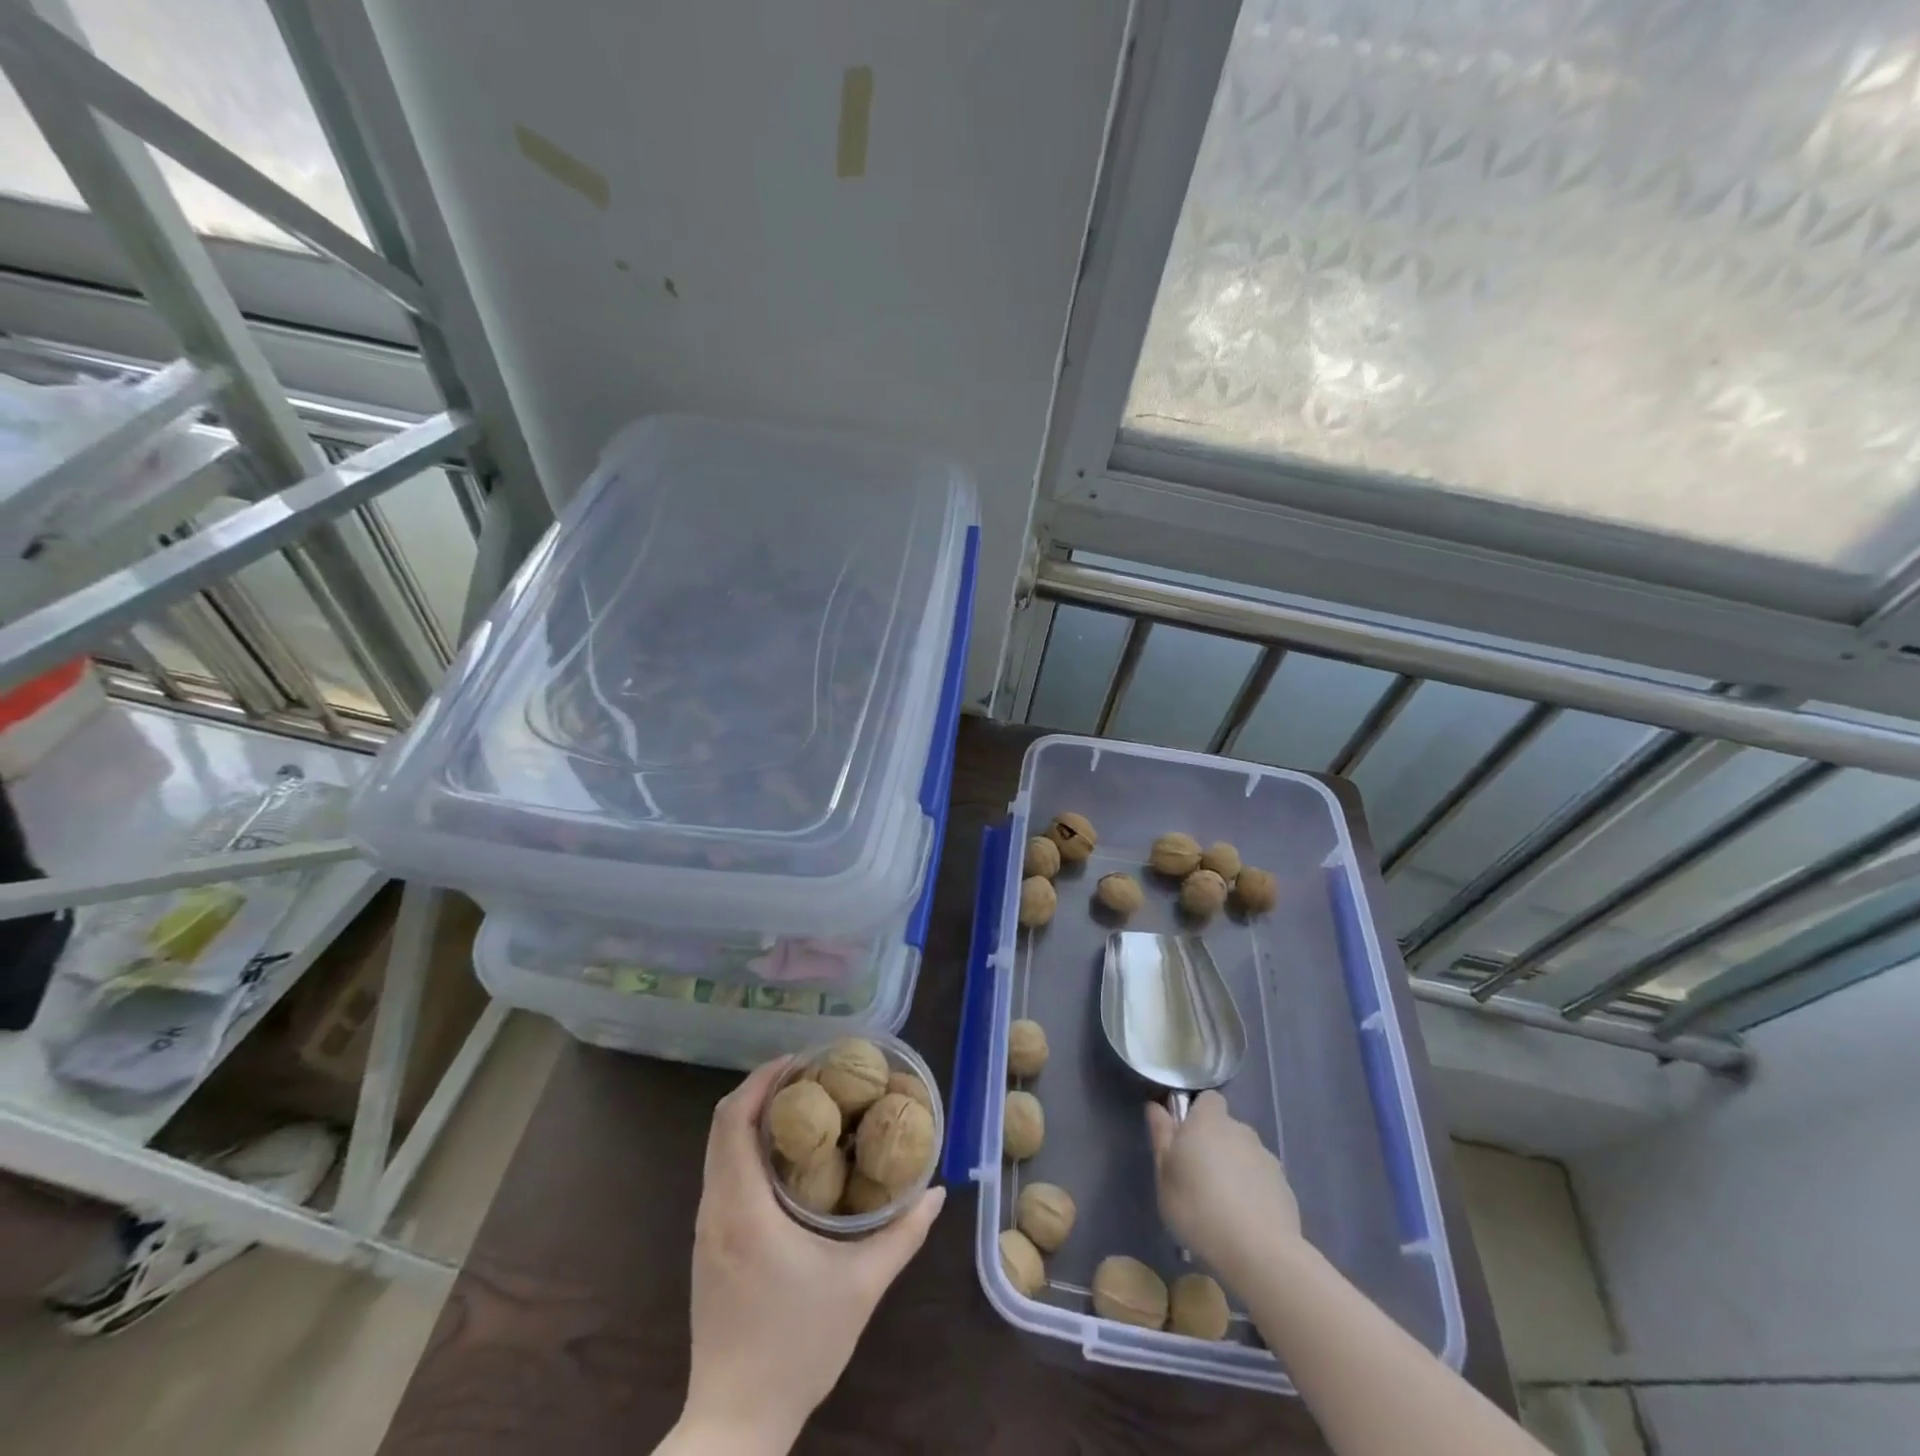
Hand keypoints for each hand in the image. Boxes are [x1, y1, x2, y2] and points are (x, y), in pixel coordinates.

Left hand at [678, 1057, 946, 1453]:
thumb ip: (903, 1235)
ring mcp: (705, 1229)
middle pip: (723, 1124)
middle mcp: (715, 1209)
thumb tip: (936, 1192)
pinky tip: (787, 1159)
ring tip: (804, 1107)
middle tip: (809, 1076)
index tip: (801, 1061)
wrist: (735, 1425)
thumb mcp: (861, 1287)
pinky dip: (747, 1148)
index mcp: (742, 1208)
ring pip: (719, 1149)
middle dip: (762, 1090)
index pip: (735, 1119)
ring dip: (754, 1118)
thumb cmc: (798, 1348)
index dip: (763, 1079)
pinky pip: (721, 1174)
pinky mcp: (707, 1247)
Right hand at [1146, 1091, 1300, 1283]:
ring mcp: (1267, 1159)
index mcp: (1209, 1121)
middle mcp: (1241, 1131)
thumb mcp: (1165, 1175)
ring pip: (1245, 1155)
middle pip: (1226, 1128)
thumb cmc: (1199, 1209)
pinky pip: (1263, 1181)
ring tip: (1223, 1206)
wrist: (1260, 1254)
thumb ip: (1161, 1136)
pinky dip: (1254, 1193)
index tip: (1185, 1139)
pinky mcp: (1286, 1189)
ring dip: (1235, 1169)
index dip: (1197, 1114)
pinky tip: (1245, 1222)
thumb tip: (1156, 1107)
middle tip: (1199, 1178)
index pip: (1208, 1100)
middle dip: (1215, 1145)